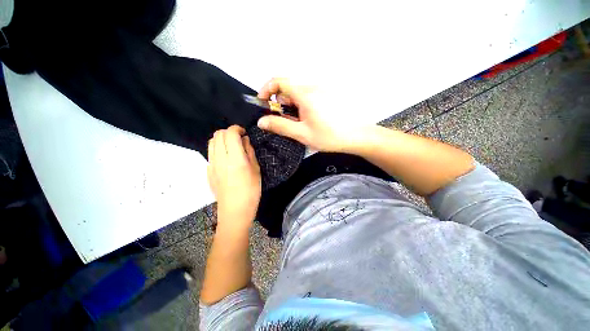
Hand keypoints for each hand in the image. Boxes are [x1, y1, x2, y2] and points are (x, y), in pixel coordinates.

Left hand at [207, 125, 260, 230]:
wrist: (235, 211)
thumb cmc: (251, 191)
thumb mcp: (256, 170)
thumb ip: (249, 152)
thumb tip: (245, 140)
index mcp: (235, 158)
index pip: (230, 133)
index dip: (237, 128)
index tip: (244, 132)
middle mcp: (220, 159)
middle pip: (218, 134)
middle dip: (229, 132)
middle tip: (239, 139)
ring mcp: (211, 165)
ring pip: (211, 142)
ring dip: (222, 139)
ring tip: (232, 147)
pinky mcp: (208, 171)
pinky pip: (210, 153)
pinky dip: (218, 149)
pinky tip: (227, 158)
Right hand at [256, 78, 356, 151]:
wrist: (357, 136)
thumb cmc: (331, 136)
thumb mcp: (302, 133)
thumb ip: (280, 126)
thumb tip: (262, 121)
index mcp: (305, 94)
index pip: (278, 81)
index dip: (266, 89)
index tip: (263, 103)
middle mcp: (313, 87)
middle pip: (288, 88)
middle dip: (280, 103)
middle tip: (284, 120)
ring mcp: (322, 90)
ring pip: (298, 93)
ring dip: (292, 106)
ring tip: (299, 123)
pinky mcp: (327, 95)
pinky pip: (308, 96)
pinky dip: (302, 105)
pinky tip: (309, 119)